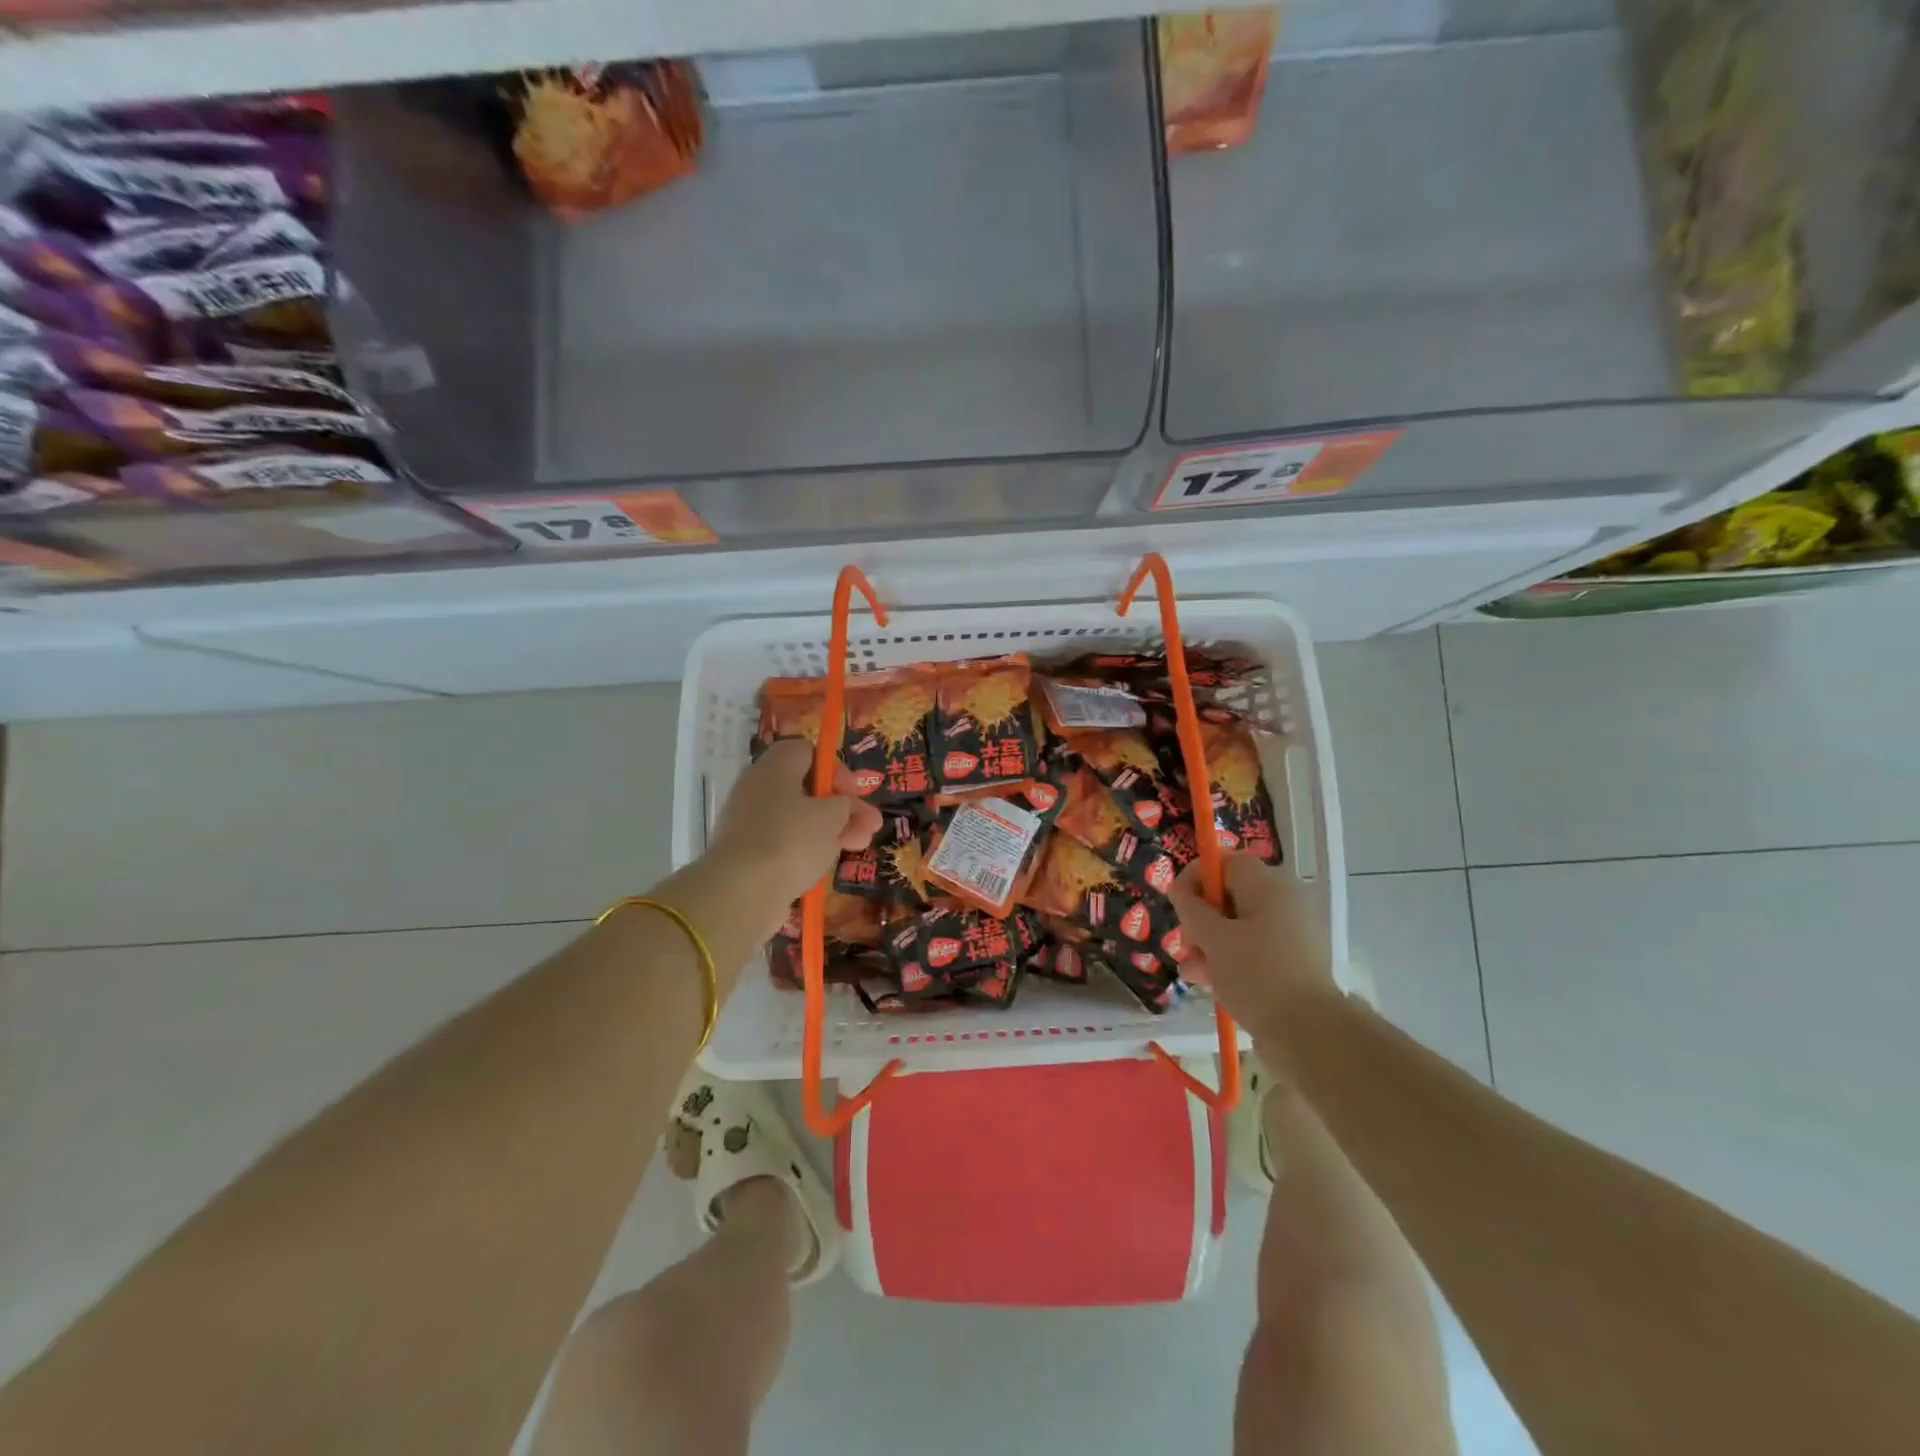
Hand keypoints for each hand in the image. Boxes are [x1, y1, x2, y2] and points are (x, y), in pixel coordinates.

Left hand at [707, 738, 883, 914]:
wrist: (741, 891)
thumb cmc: (791, 840)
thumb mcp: (831, 816)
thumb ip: (844, 805)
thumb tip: (840, 806)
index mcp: (775, 767)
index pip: (808, 752)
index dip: (836, 769)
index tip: (854, 792)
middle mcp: (758, 788)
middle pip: (807, 788)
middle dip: (843, 806)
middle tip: (871, 824)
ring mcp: (750, 821)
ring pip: (799, 818)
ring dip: (832, 829)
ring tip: (861, 846)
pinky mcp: (748, 852)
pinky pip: (785, 842)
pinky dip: (808, 849)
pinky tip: (828, 863)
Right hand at [1169, 853, 1337, 1037]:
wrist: (1309, 1034)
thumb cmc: (1255, 976)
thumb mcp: (1213, 938)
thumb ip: (1191, 907)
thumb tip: (1180, 888)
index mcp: (1270, 886)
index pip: (1226, 862)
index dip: (1197, 876)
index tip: (1177, 902)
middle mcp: (1285, 902)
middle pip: (1230, 896)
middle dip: (1200, 919)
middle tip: (1186, 944)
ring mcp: (1292, 933)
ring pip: (1238, 926)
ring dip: (1210, 943)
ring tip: (1192, 972)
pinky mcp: (1293, 962)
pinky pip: (1253, 948)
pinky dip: (1231, 959)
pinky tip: (1210, 983)